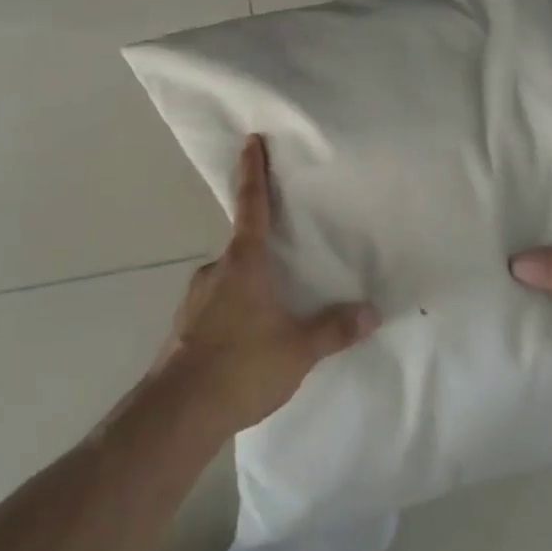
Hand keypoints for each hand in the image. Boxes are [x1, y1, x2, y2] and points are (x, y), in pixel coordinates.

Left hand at [154, 135, 378, 434]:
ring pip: (228, 277)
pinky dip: (232, 309)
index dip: (253, 171)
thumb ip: (334, 329)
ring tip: (271, 311)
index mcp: (244, 262)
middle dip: (262, 248)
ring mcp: (194, 296)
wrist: (180, 409)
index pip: (251, 204)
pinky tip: (245, 338)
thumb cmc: (242, 366)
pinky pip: (216, 303)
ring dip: (247, 284)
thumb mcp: (298, 349)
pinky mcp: (184, 323)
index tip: (250, 141)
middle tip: (286, 260)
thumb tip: (371, 312)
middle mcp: (215, 269)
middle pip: (242, 245)